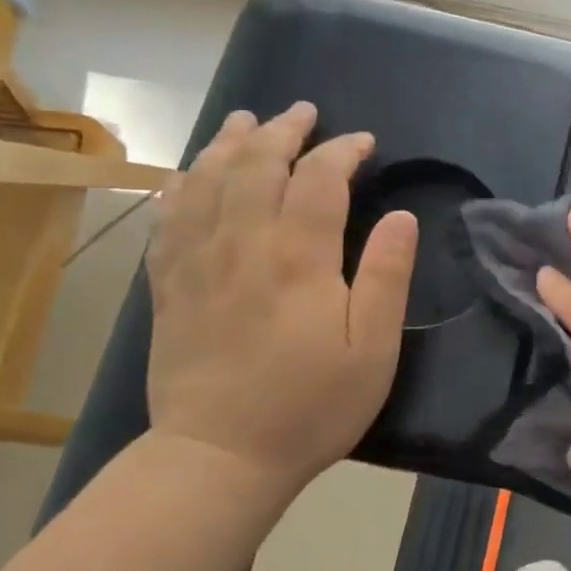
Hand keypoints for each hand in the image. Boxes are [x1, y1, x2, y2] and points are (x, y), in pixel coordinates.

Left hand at [146, 102, 417, 501]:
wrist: (220, 458)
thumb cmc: (311, 405)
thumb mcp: (373, 349)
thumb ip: (387, 277)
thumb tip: (402, 217)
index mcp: (297, 259)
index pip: (318, 180)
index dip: (341, 151)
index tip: (363, 142)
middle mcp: (241, 246)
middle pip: (255, 167)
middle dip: (283, 132)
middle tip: (304, 112)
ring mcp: (197, 263)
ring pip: (206, 182)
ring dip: (228, 144)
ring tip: (247, 121)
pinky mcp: (168, 286)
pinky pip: (169, 218)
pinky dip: (182, 184)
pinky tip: (189, 172)